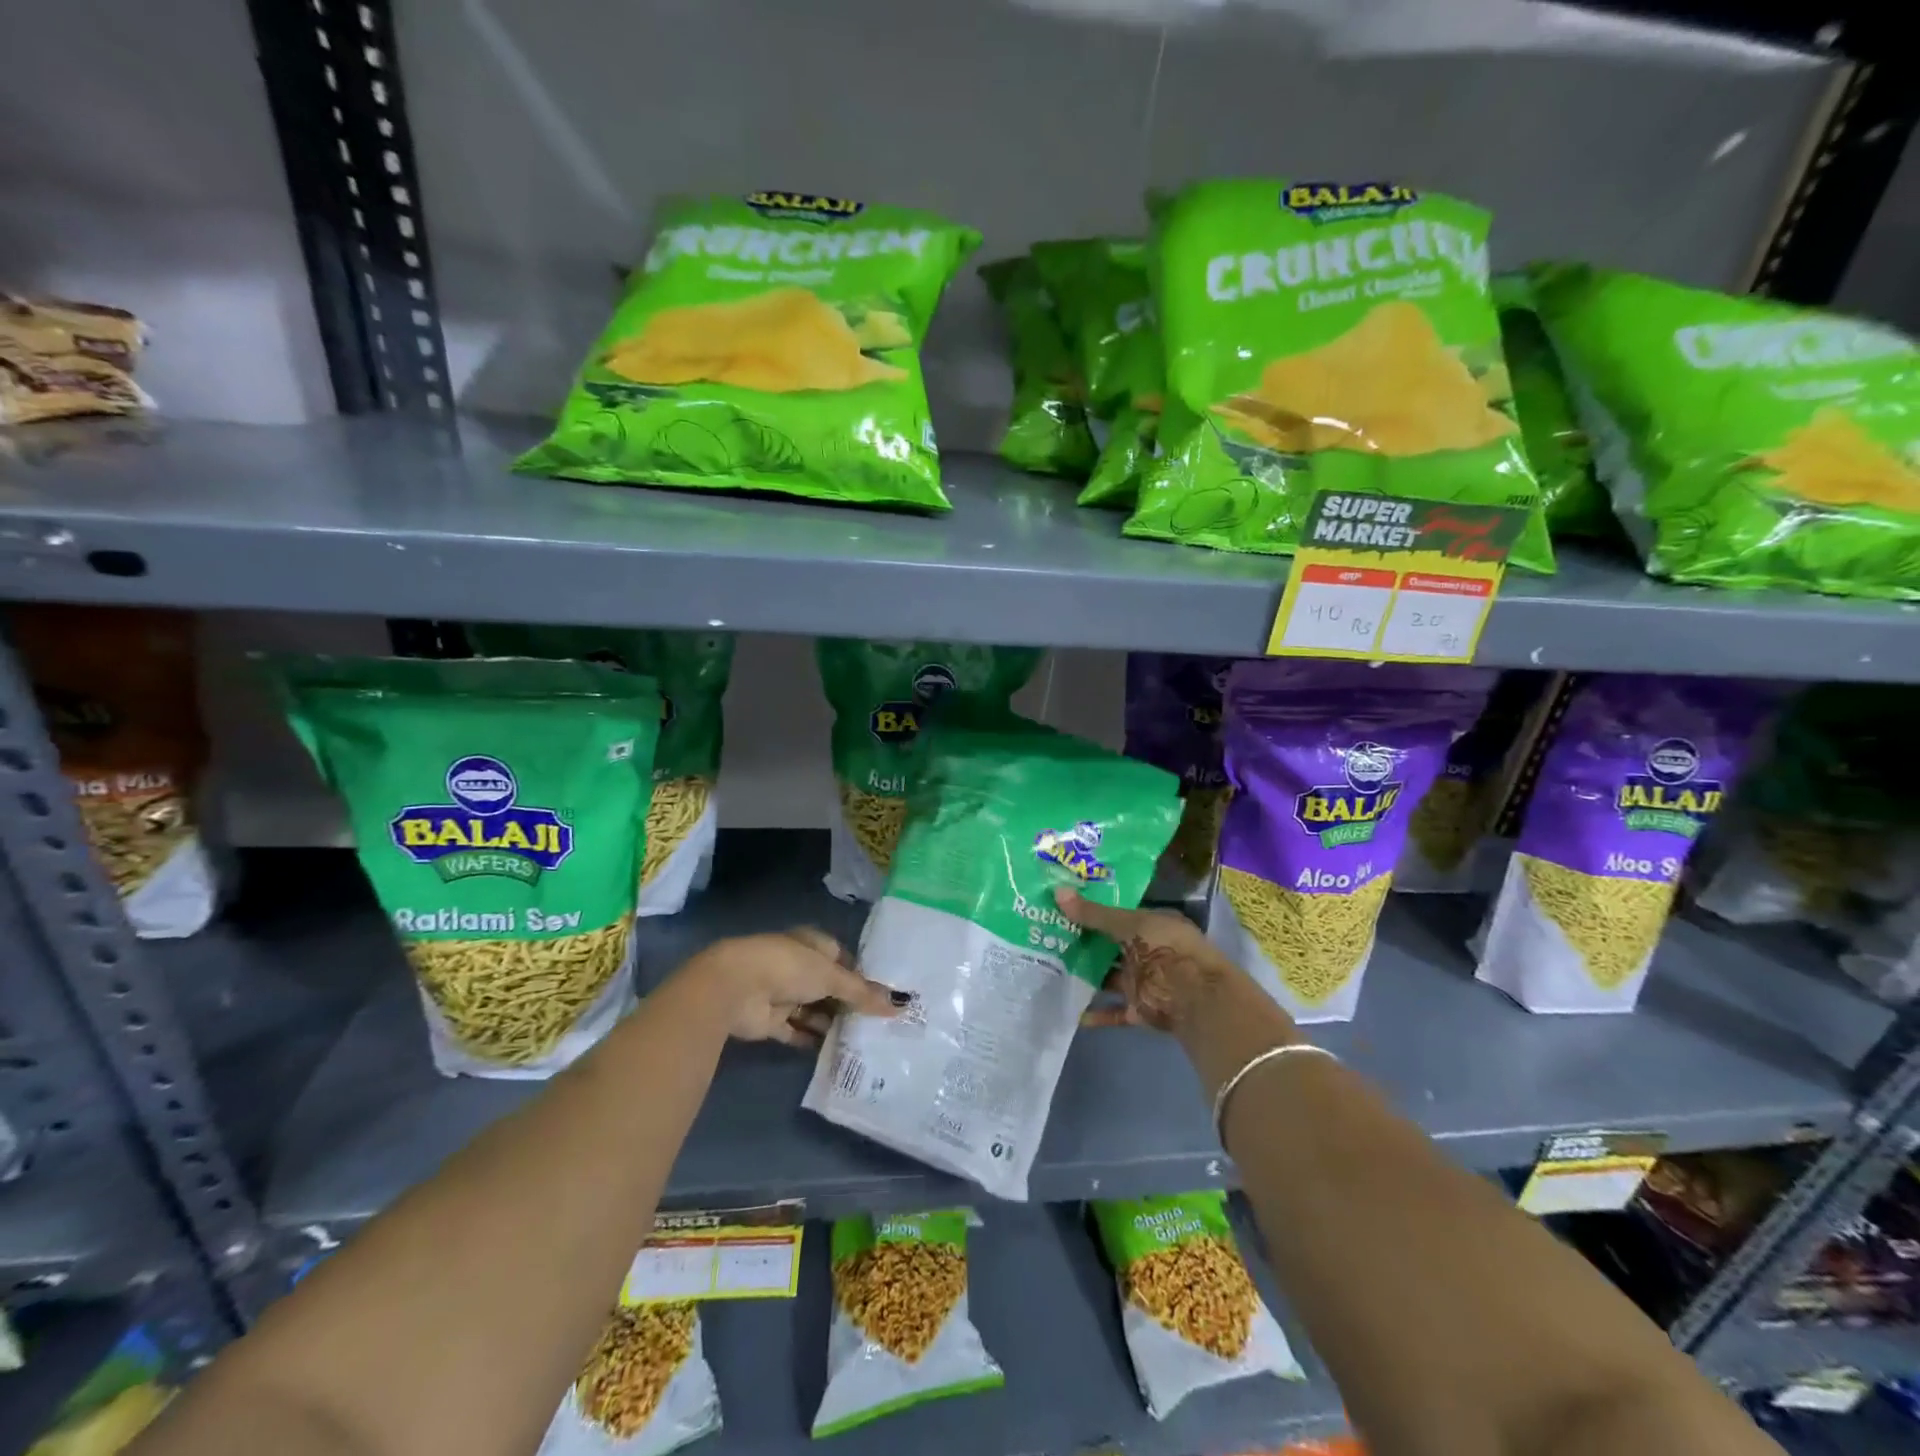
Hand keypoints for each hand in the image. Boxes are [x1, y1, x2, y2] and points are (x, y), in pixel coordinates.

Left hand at [678, 927, 901, 1047]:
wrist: (735, 988)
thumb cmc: (788, 967)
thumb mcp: (831, 976)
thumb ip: (863, 993)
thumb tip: (899, 1004)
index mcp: (812, 944)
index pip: (842, 959)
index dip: (861, 977)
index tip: (882, 997)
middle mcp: (797, 966)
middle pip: (828, 986)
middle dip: (848, 1003)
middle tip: (877, 1024)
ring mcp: (782, 993)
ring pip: (813, 1010)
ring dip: (831, 1023)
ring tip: (862, 1041)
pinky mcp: (770, 1020)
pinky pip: (796, 1031)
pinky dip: (811, 1040)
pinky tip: (834, 1052)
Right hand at [1053, 887, 1242, 1032]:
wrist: (1196, 998)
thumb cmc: (1165, 949)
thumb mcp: (1129, 924)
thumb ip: (1094, 914)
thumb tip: (1058, 892)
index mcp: (1151, 924)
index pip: (1117, 914)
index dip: (1092, 910)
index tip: (1061, 907)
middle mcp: (1147, 951)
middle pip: (1110, 946)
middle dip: (1082, 943)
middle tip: (1045, 935)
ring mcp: (1143, 981)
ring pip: (1108, 978)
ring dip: (1085, 976)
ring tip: (1049, 970)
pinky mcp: (1139, 1009)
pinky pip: (1113, 1011)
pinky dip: (1095, 1013)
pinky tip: (1070, 1011)